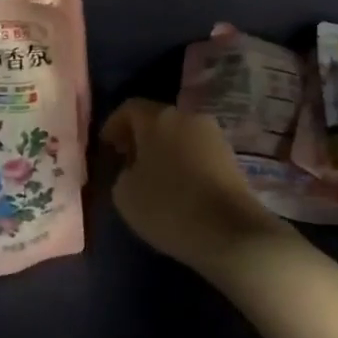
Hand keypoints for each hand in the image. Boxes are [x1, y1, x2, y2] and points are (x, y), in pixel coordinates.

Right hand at [102, 99, 286, 272]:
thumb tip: (135, 168)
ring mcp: (214, 135)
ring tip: (152, 177)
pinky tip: (178, 186)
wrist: (229, 229)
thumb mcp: (125, 194)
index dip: (114, 125)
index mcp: (159, 118)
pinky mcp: (230, 156)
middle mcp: (188, 117)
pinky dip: (183, 161)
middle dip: (140, 137)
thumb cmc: (168, 207)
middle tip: (126, 161)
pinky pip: (197, 151)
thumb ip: (123, 172)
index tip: (106, 147)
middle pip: (158, 119)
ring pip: (180, 135)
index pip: (130, 108)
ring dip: (163, 150)